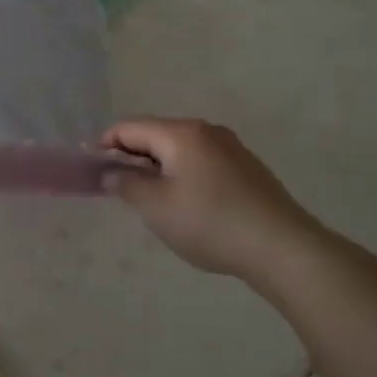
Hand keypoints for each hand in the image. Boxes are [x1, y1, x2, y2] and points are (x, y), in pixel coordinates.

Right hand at [101, 118, 323, 280]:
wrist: (284, 249)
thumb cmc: (210, 223)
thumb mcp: (155, 207)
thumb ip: (125, 185)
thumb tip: (111, 173)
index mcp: (180, 133)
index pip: (128, 127)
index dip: (104, 145)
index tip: (92, 170)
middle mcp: (206, 130)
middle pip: (154, 134)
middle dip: (131, 156)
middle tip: (118, 187)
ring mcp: (230, 147)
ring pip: (178, 148)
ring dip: (157, 167)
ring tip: (150, 198)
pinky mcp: (246, 167)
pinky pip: (200, 160)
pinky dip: (182, 173)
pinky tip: (186, 203)